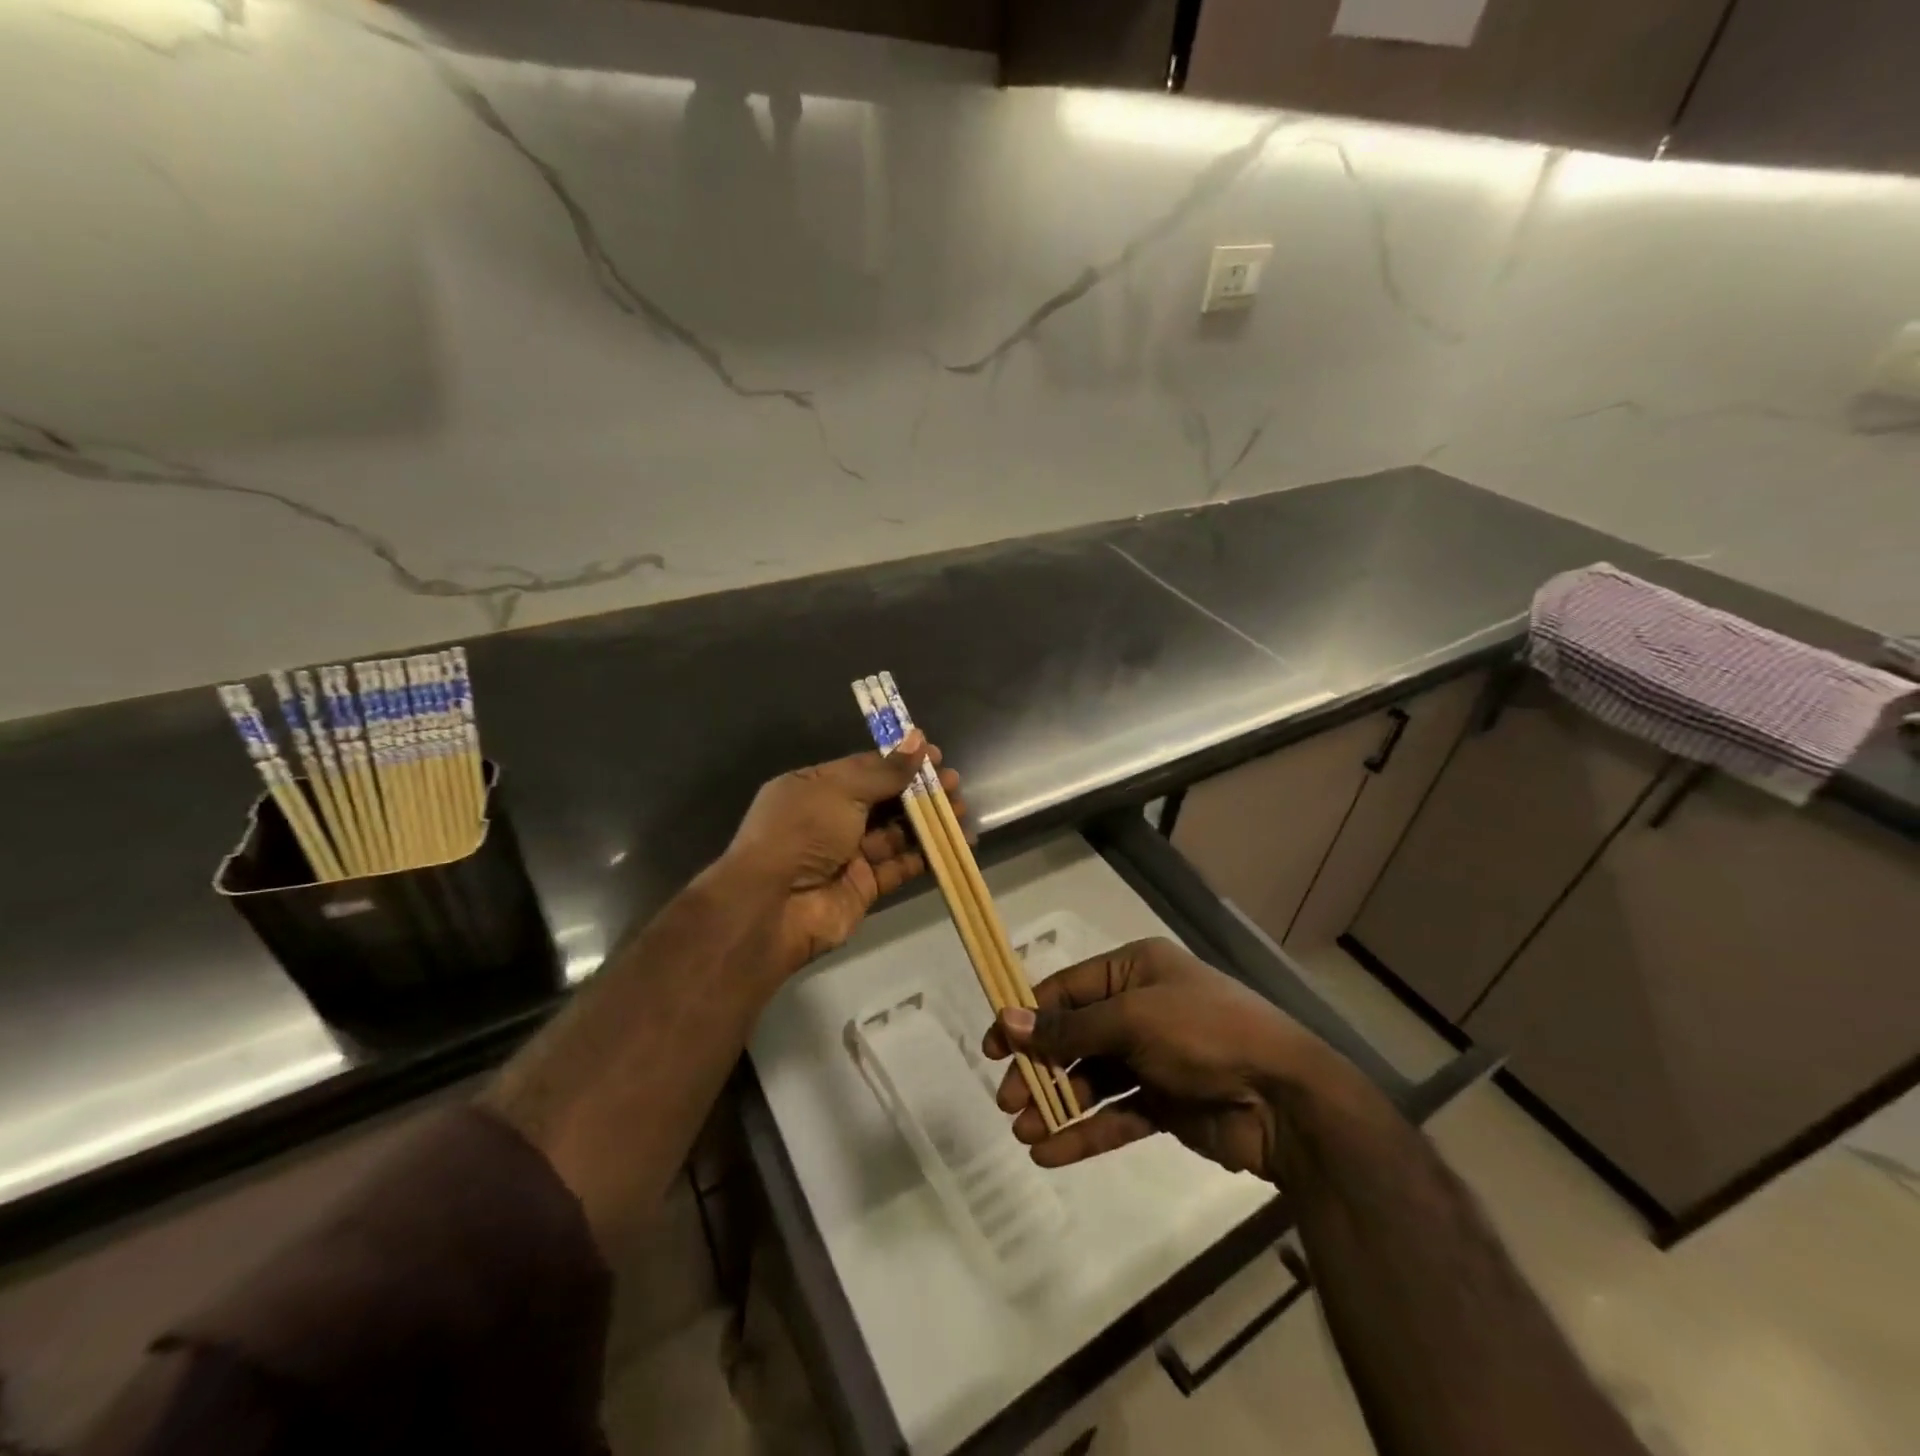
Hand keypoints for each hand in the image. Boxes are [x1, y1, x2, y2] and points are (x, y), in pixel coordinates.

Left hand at [723, 731, 963, 977]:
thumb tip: (918, 740)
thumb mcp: (841, 790)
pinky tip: (954, 844)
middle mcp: (830, 819)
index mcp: (814, 788)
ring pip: (895, 833)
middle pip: (883, 800)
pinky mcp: (864, 886)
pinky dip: (926, 855)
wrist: (772, 906)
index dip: (900, 762)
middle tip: (954, 785)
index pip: (864, 769)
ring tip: (960, 810)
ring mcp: (847, 854)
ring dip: (928, 822)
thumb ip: (885, 771)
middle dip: (919, 792)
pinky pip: (899, 866)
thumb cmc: (802, 831)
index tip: (936, 757)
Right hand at [983, 937, 1328, 1179]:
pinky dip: (1084, 1133)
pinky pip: (1116, 1115)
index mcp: (1135, 970)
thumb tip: (1006, 1021)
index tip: (992, 1047)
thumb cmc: (1204, 1034)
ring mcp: (1153, 1058)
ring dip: (1057, 1105)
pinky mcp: (1165, 1104)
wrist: (1286, 1099)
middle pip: (1074, 1037)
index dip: (1027, 1016)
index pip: (1067, 990)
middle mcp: (1140, 1008)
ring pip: (1091, 1079)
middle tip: (1008, 1100)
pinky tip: (1051, 1154)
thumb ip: (1068, 1028)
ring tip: (1024, 1133)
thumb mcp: (1132, 1020)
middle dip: (1040, 1068)